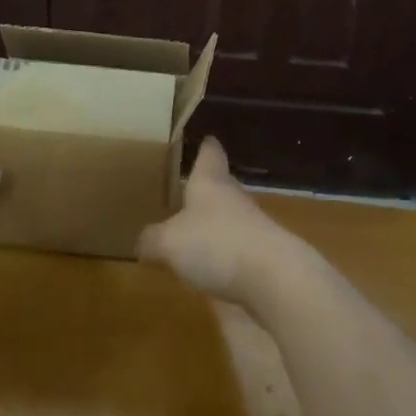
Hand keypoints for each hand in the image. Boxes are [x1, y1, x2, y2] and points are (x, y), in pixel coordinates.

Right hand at [137, 139, 306, 307]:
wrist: (273, 277)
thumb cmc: (216, 243)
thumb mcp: (169, 242)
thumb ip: (152, 239)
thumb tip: (142, 241)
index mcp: (210, 181)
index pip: (210, 152)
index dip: (205, 145)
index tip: (202, 139)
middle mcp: (232, 196)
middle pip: (219, 184)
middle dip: (203, 188)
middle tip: (181, 192)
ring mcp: (251, 225)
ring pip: (227, 216)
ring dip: (211, 223)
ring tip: (188, 233)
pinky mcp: (261, 255)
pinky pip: (235, 246)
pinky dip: (221, 252)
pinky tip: (207, 267)